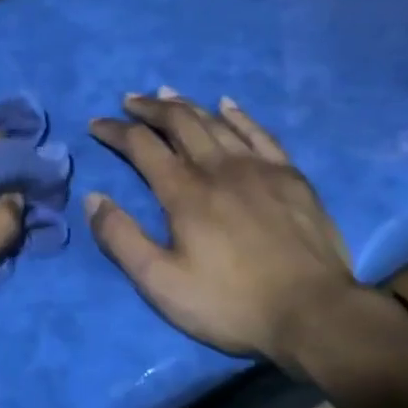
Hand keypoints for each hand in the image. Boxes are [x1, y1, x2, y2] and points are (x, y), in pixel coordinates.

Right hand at [85, 91, 364, 361]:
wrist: (314, 314)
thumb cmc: (231, 303)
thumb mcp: (161, 284)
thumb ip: (122, 239)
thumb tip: (93, 198)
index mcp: (184, 192)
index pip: (141, 145)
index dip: (115, 131)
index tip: (96, 124)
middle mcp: (218, 167)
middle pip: (178, 122)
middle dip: (148, 108)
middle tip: (129, 101)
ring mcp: (258, 167)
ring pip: (215, 121)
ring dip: (186, 104)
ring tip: (165, 93)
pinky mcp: (290, 176)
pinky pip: (259, 132)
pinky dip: (238, 115)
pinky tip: (227, 104)